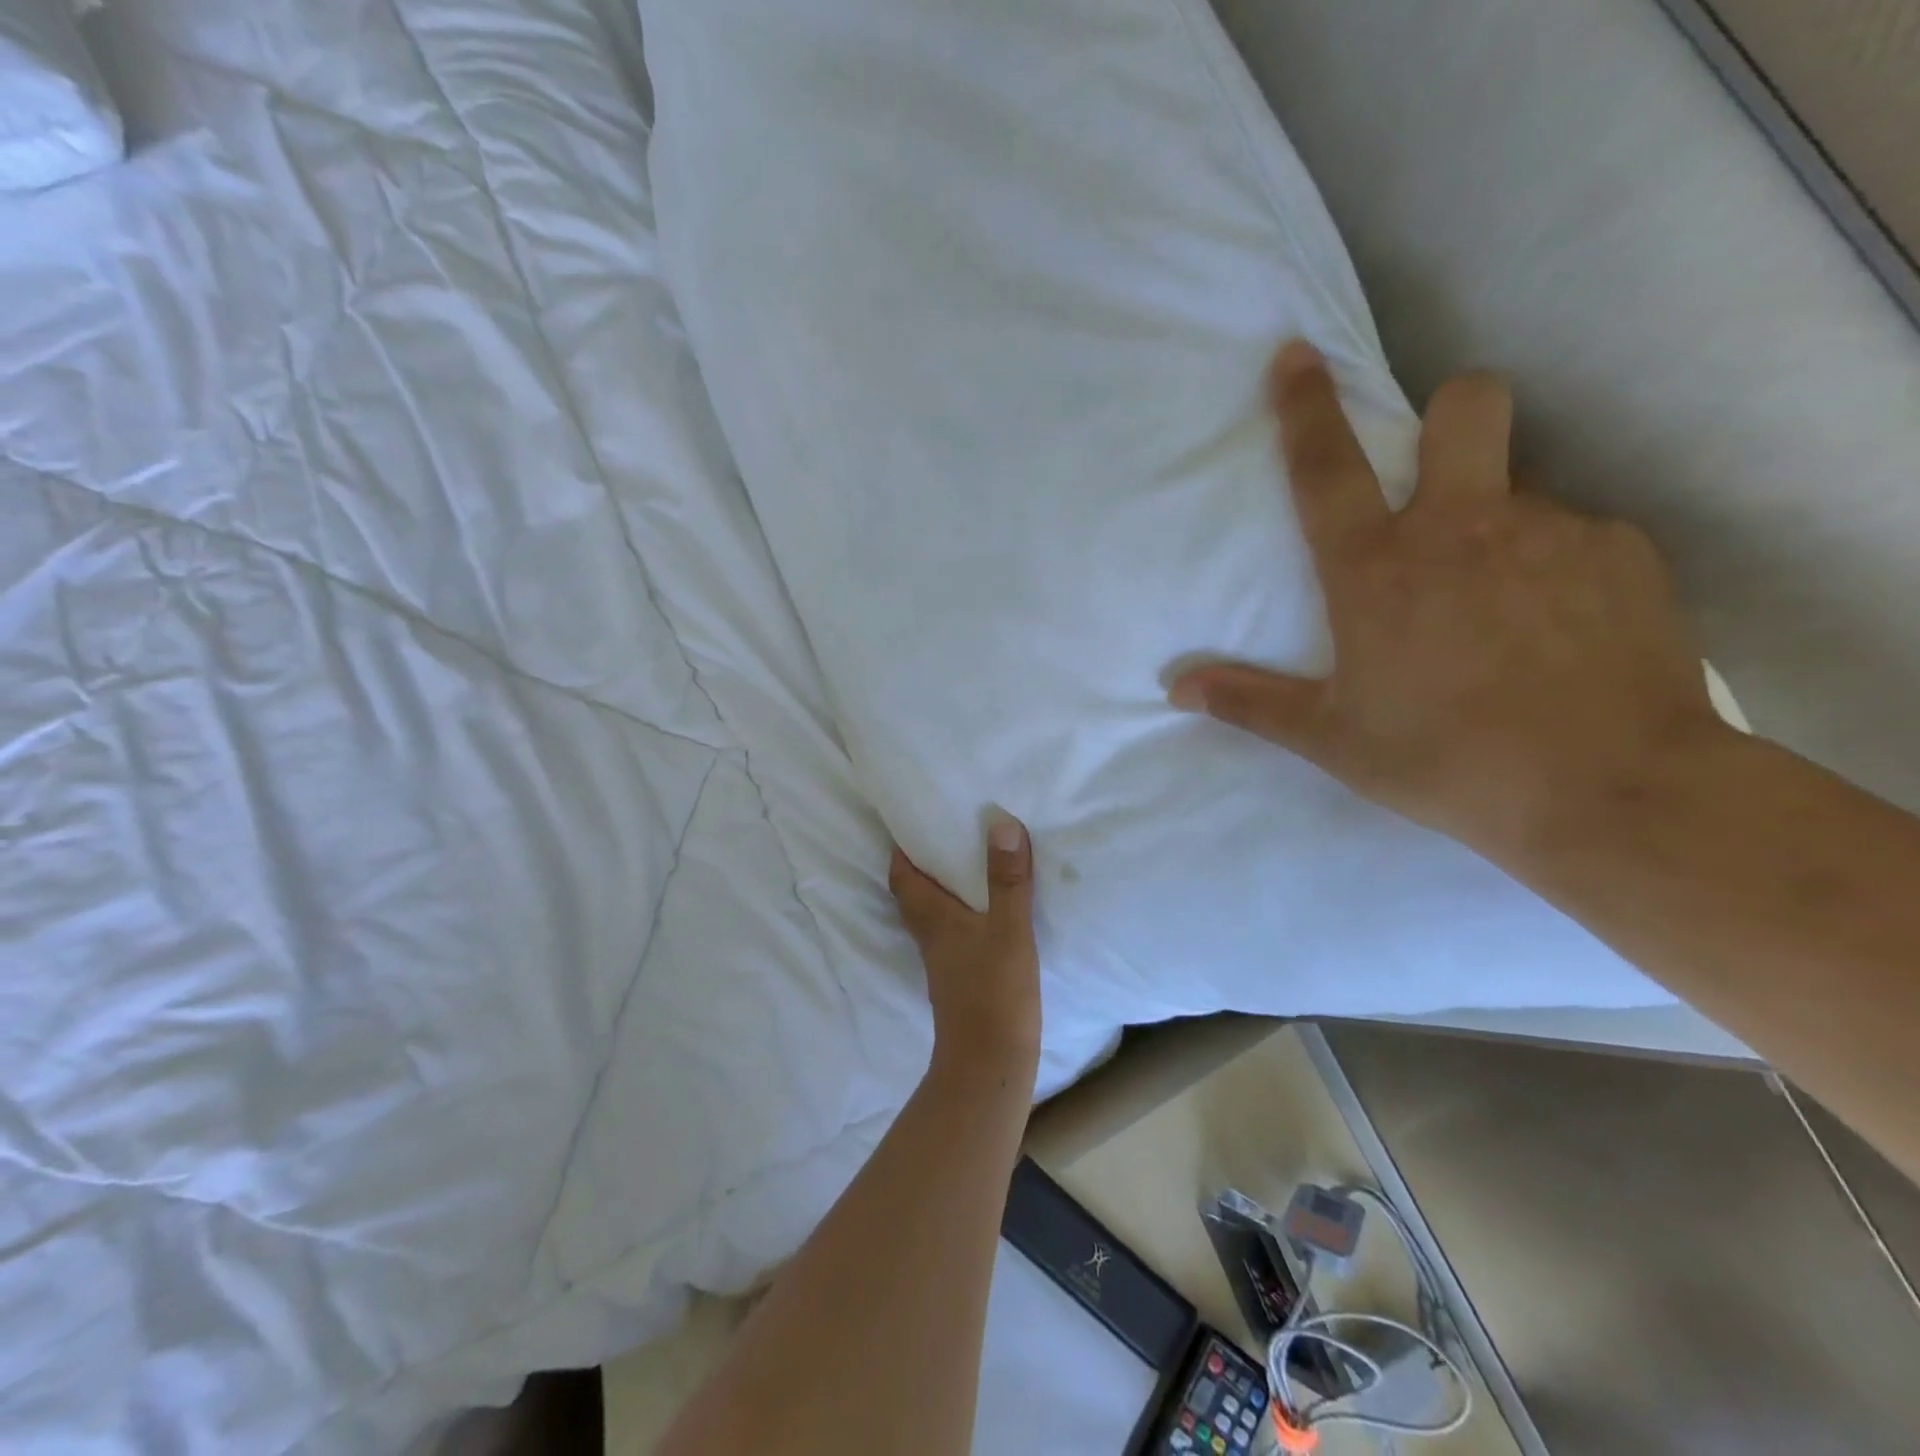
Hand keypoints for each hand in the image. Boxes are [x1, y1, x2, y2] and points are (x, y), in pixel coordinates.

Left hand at [890, 817, 1041, 1079]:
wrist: (989, 1064)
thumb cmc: (995, 991)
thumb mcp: (1009, 929)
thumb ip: (1007, 880)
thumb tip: (1000, 823)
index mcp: (933, 920)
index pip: (902, 878)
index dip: (901, 852)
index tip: (911, 825)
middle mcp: (930, 938)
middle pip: (912, 897)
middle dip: (920, 869)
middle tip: (941, 842)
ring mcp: (942, 964)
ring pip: (930, 919)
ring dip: (939, 894)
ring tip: (964, 871)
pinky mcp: (958, 982)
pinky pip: (950, 938)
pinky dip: (959, 918)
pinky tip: (984, 917)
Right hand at [1168, 340, 1722, 861]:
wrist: (1610, 791)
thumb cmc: (1445, 759)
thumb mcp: (1331, 737)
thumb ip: (1250, 702)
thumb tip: (1176, 687)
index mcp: (1378, 570)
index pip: (1326, 468)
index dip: (1304, 407)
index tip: (1295, 353)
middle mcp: (1462, 528)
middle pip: (1466, 407)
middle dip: (1448, 414)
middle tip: (1442, 477)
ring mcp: (1552, 532)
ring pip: (1521, 486)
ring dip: (1499, 522)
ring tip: (1502, 609)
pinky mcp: (1623, 553)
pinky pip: (1578, 536)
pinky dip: (1557, 569)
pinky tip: (1559, 634)